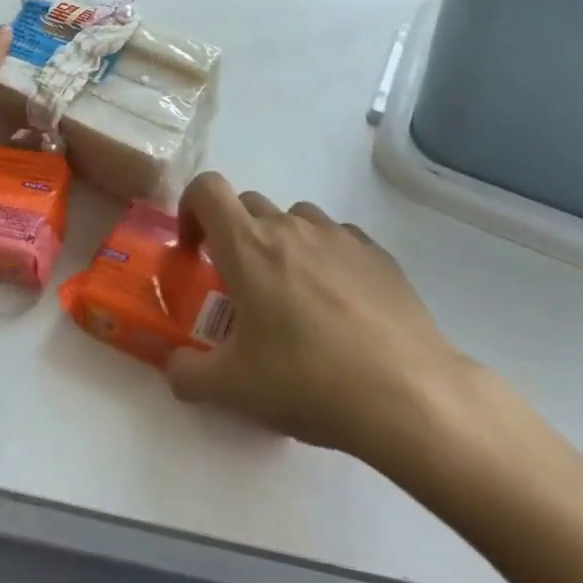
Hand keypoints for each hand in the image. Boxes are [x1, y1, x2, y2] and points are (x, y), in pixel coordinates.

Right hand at [165, 172, 485, 471]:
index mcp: (248, 245)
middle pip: (248, 205)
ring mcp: (337, 235)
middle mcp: (290, 226)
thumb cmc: (308, 381)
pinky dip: (325, 257)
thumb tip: (174, 366)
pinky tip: (339, 305)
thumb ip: (188, 374)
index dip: (191, 209)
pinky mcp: (376, 252)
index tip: (195, 251)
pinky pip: (337, 238)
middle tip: (242, 288)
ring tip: (293, 296)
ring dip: (281, 243)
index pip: (207, 189)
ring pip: (294, 219)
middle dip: (234, 236)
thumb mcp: (233, 390)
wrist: (407, 393)